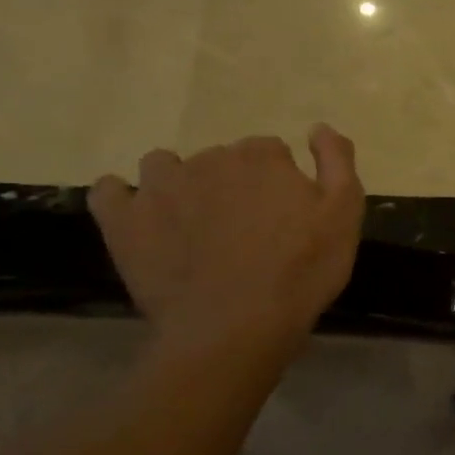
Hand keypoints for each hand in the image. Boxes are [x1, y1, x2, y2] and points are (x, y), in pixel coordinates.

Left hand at [88, 128, 365, 363]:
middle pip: (222, 158)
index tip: (285, 213)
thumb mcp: (344, 215)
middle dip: (234, 183)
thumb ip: (337, 161)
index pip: (270, 150)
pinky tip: (140, 217)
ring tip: (193, 222)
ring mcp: (160, 188)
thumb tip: (318, 127)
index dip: (279, 180)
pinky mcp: (124, 221)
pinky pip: (109, 191)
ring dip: (179, 183)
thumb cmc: (301, 271)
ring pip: (165, 166)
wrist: (235, 327)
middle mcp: (208, 160)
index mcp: (262, 157)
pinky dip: (122, 198)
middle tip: (247, 228)